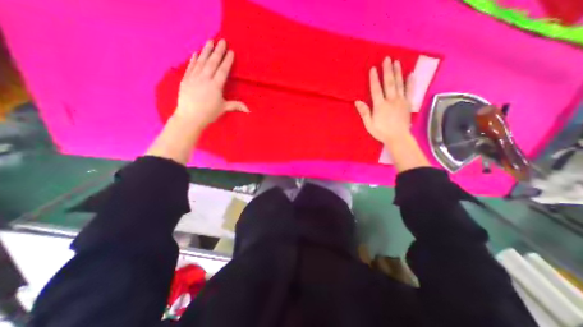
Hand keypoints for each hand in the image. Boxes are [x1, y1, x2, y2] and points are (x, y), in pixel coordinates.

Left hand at [172, 38, 245, 128]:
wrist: (190, 117)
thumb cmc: (209, 114)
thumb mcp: (224, 109)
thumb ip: (236, 105)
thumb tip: (249, 110)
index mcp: (215, 86)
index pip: (223, 70)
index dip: (227, 61)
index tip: (230, 51)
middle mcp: (205, 79)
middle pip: (212, 62)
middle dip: (218, 51)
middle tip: (221, 40)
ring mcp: (194, 78)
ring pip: (201, 61)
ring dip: (206, 51)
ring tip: (210, 41)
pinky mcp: (186, 79)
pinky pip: (190, 66)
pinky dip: (194, 59)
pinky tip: (196, 53)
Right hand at [356, 57, 414, 145]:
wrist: (398, 137)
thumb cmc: (381, 132)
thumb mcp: (369, 124)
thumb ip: (364, 112)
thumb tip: (357, 101)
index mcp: (380, 105)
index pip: (376, 89)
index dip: (374, 79)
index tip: (373, 68)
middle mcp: (391, 100)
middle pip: (389, 83)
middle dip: (387, 70)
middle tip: (387, 59)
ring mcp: (401, 101)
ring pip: (399, 84)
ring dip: (398, 72)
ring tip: (397, 62)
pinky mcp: (408, 103)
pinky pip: (410, 91)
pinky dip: (411, 82)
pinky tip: (411, 74)